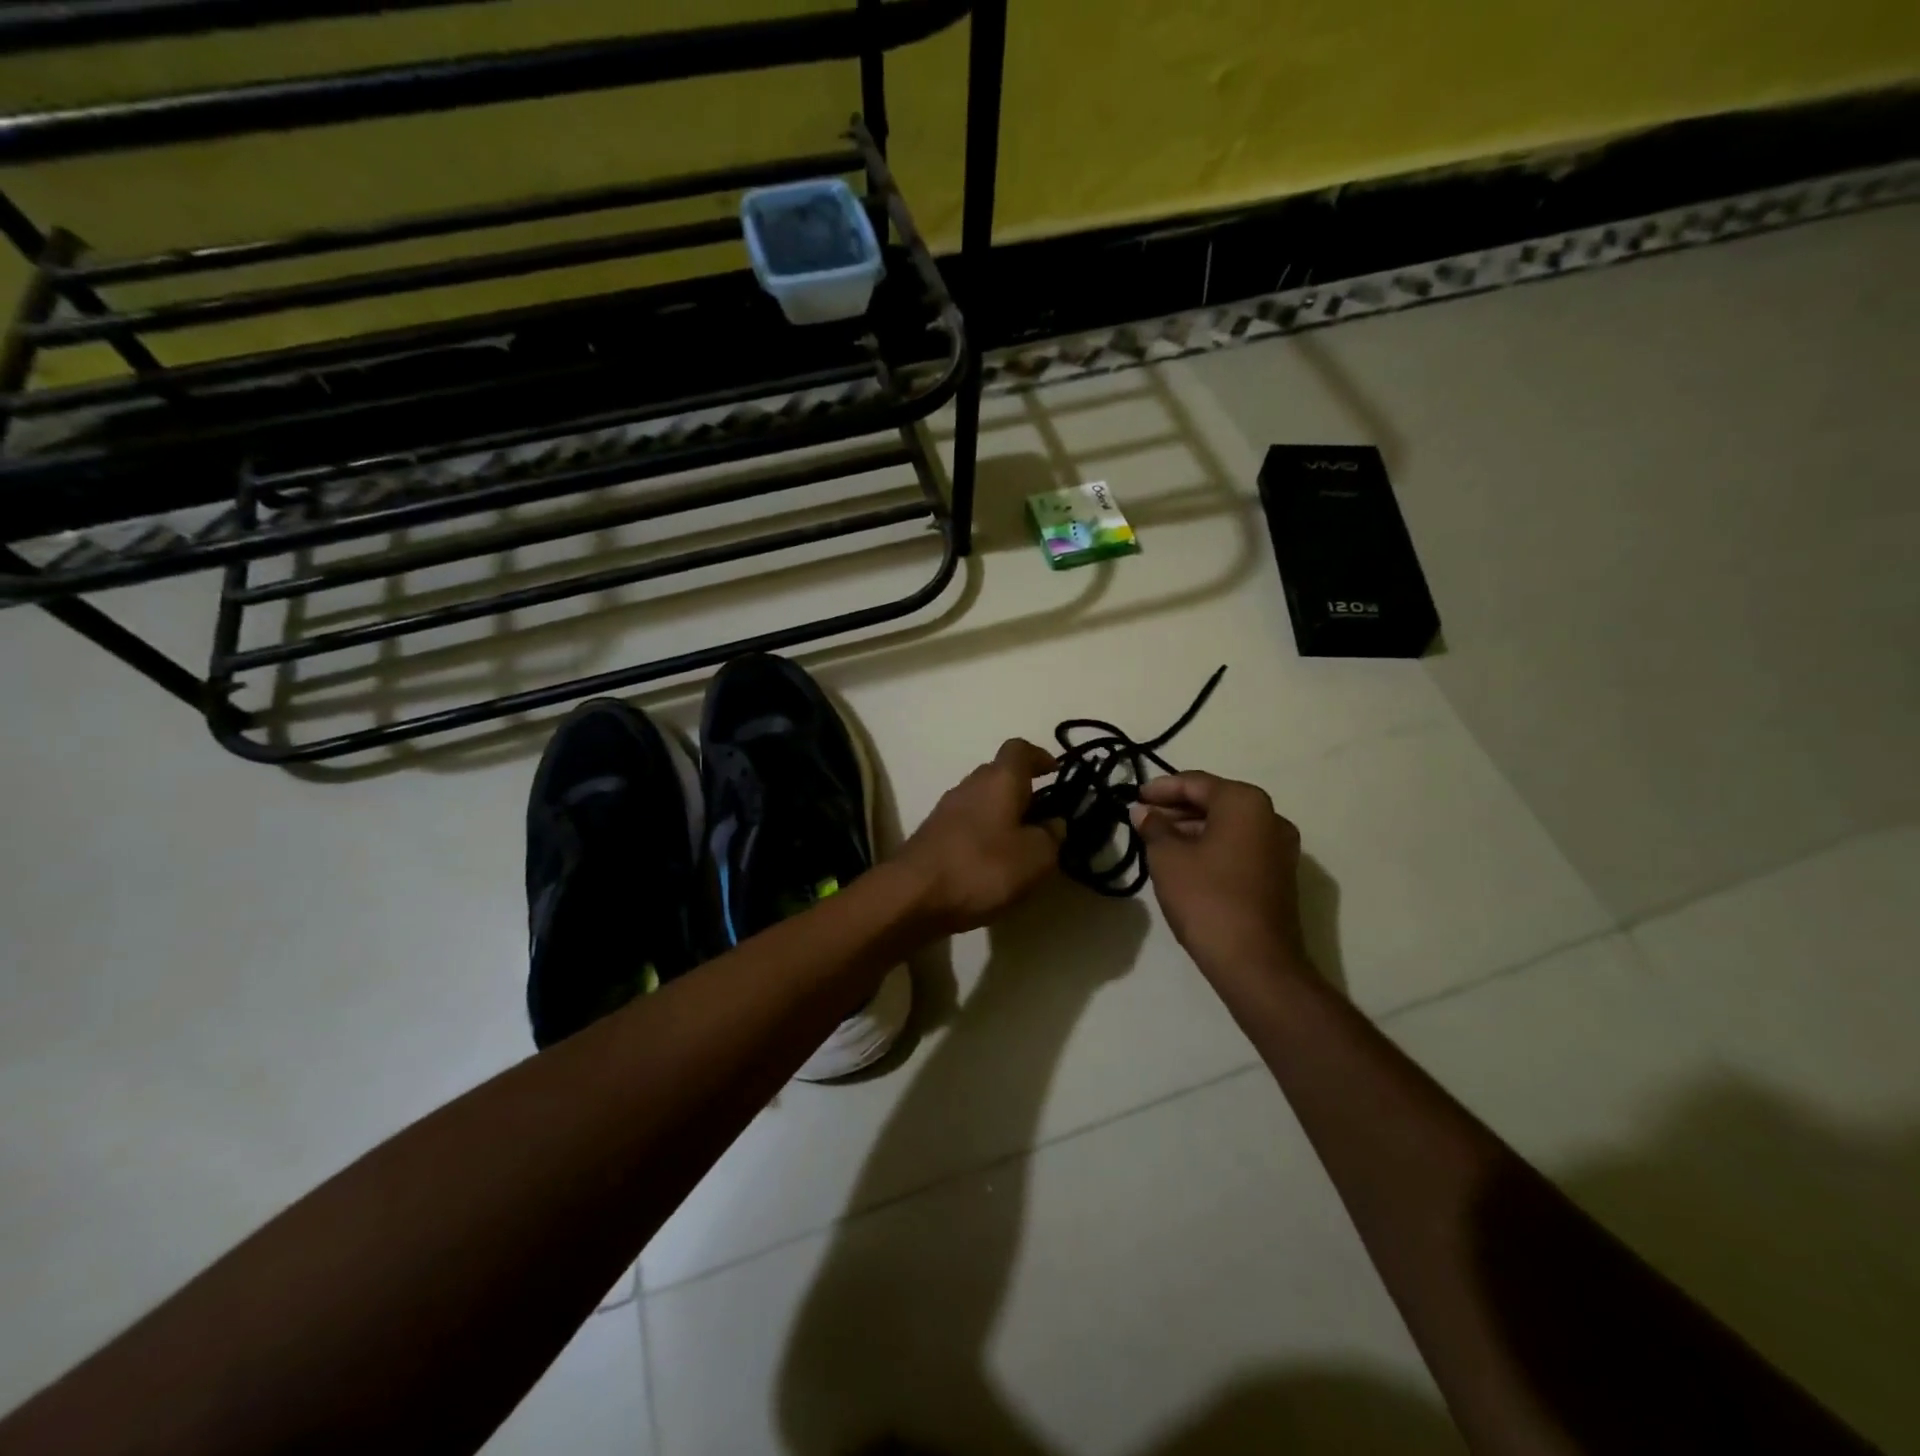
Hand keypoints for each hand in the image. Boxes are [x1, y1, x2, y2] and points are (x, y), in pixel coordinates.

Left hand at [893, 739, 1062, 935]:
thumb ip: (1052, 837)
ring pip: (981, 800)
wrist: (913, 895)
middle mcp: (970, 785)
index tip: (1055, 772)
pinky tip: (991, 862)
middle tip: (1043, 817)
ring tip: (1020, 845)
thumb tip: (1054, 824)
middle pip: (999, 774)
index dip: (1039, 756)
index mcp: (999, 780)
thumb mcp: (1035, 857)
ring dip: (1002, 814)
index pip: (1019, 749)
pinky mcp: (932, 834)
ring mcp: (946, 809)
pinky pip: (966, 824)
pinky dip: (983, 834)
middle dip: (1022, 790)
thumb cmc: (981, 867)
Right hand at [1132, 772, 1308, 977]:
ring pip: (1228, 826)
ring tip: (1158, 840)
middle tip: (1143, 818)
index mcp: (1245, 803)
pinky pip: (1240, 846)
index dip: (1161, 788)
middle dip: (1177, 808)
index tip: (1134, 797)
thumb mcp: (1168, 858)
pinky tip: (1184, 860)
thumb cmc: (1207, 899)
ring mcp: (1280, 848)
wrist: (1255, 962)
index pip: (1196, 783)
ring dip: (1193, 828)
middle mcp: (1270, 817)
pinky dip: (1212, 846)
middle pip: (1215, 801)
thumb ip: (1154, 827)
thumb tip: (1143, 812)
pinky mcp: (1279, 875)